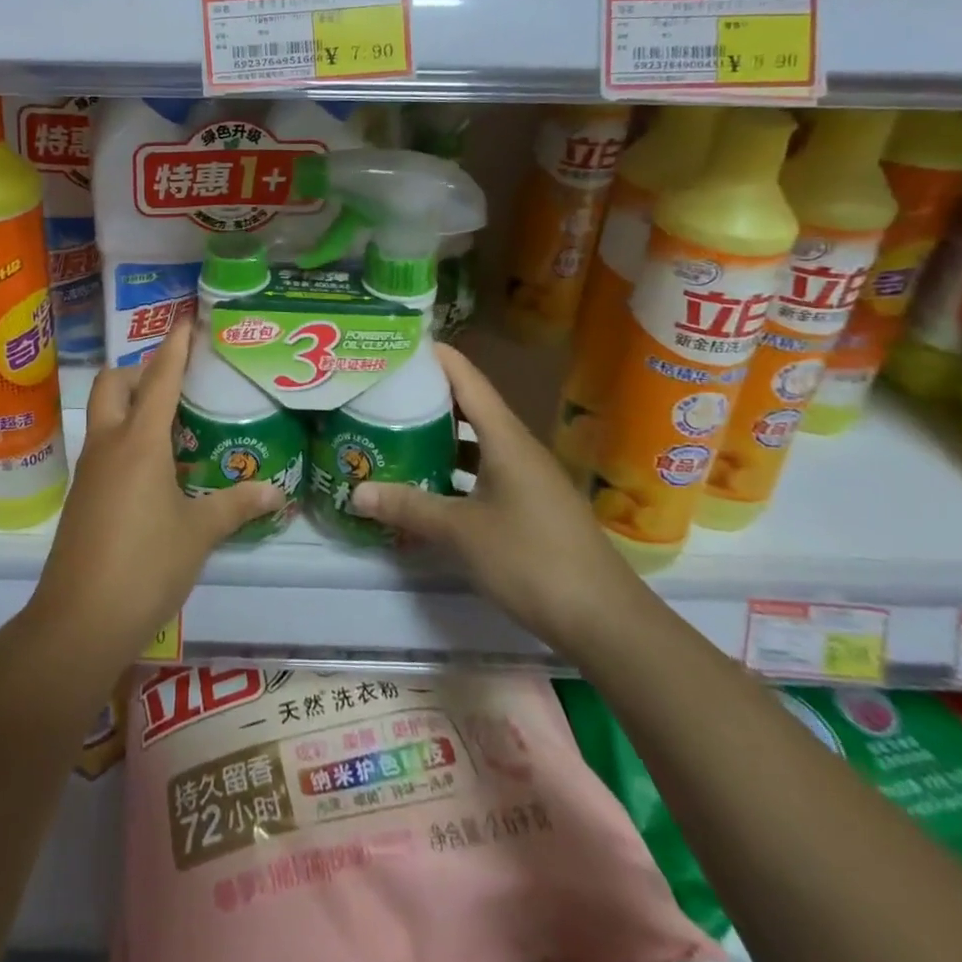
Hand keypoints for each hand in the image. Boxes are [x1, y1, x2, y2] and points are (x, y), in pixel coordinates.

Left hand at [27, 321, 283, 672]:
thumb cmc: (145, 565)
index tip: (185, 320)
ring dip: (131, 405)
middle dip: (139, 371)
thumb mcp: (199, 534)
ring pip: (104, 416)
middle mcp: (108, 445)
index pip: (159, 379)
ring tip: (172, 422)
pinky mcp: (82, 496)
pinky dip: (126, 439)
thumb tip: (276, 492)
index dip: (174, 347)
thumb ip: (236, 506)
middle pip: (113, 385)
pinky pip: (104, 447)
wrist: (79, 620)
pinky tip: (154, 468)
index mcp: (139, 442)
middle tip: (175, 382)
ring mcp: (90, 471)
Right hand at [348, 344, 647, 657]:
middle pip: (471, 405)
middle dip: (429, 394)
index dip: (435, 356)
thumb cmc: (530, 560)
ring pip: (478, 441)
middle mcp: (518, 447)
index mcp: (505, 438)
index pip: (467, 379)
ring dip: (442, 434)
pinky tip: (431, 483)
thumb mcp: (461, 532)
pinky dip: (457, 468)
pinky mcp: (532, 504)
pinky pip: (486, 470)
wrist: (604, 620)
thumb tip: (356, 492)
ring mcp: (528, 477)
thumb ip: (409, 507)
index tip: (399, 342)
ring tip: (397, 429)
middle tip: (384, 388)